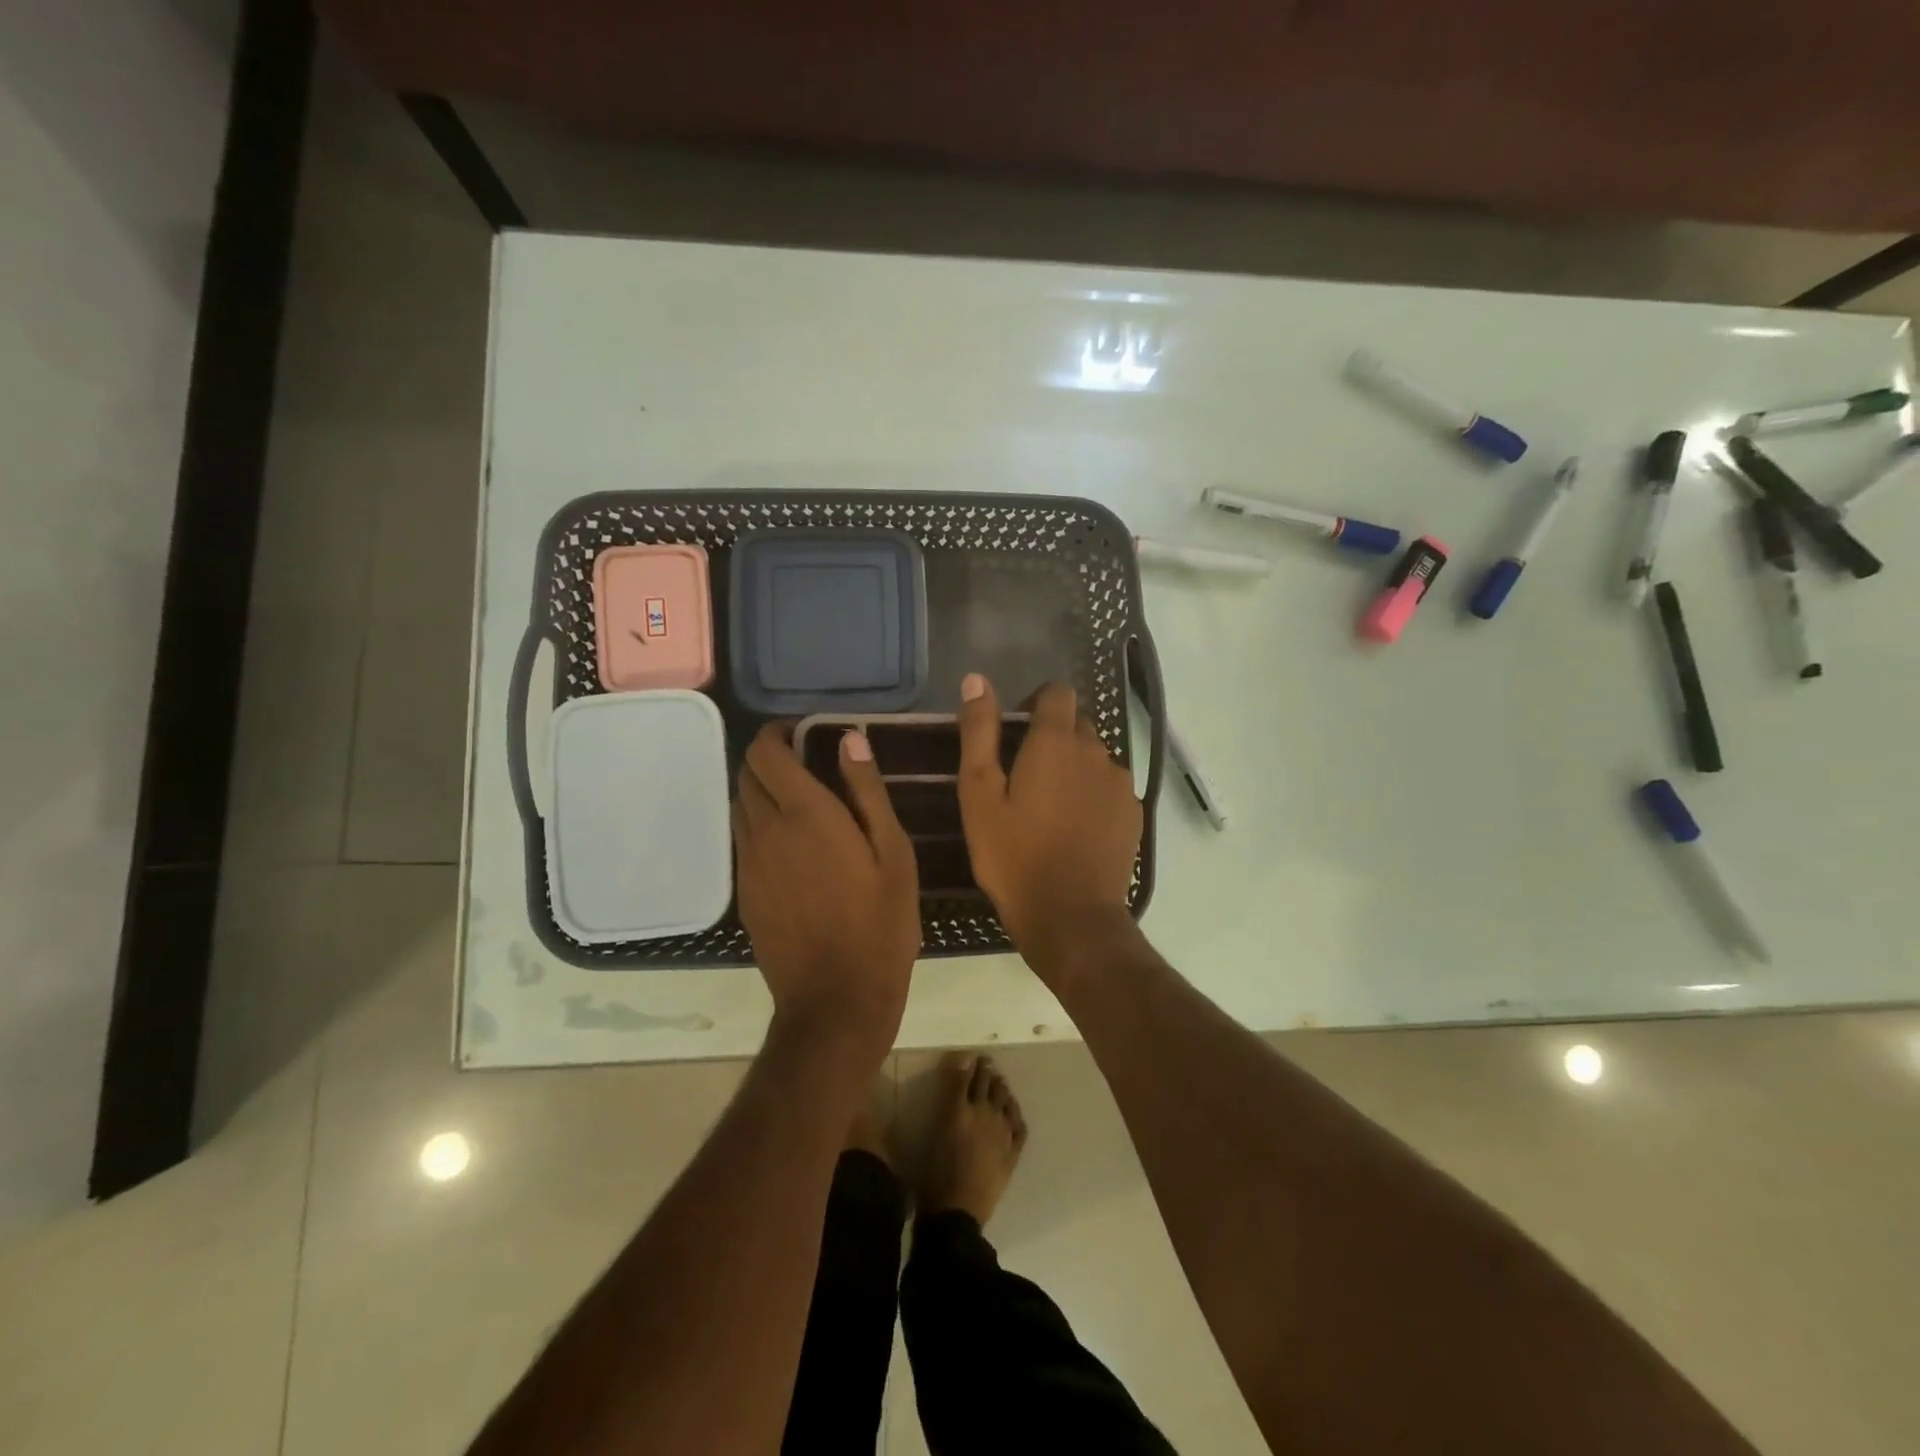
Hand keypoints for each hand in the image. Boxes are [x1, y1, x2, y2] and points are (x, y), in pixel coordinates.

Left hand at [733, 724, 920, 1056]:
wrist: (836, 998)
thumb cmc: (880, 922)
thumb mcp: (893, 852)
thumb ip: (867, 790)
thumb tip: (849, 738)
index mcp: (805, 813)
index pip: (765, 752)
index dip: (777, 733)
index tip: (803, 734)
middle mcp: (766, 829)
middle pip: (746, 774)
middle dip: (768, 759)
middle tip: (805, 765)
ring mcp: (749, 862)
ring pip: (739, 806)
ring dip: (760, 791)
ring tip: (798, 803)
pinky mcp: (743, 891)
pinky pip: (742, 840)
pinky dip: (758, 824)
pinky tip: (790, 846)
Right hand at [956, 675, 1143, 984]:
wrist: (1070, 917)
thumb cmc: (1014, 856)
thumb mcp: (979, 794)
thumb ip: (979, 732)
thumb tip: (977, 680)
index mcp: (1056, 742)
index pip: (1058, 692)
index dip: (1036, 702)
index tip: (1015, 731)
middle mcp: (1096, 751)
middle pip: (1077, 724)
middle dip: (1052, 738)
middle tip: (1023, 778)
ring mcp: (1120, 783)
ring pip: (1095, 757)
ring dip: (1074, 768)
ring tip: (1048, 808)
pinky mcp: (1133, 813)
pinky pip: (1110, 787)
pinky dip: (1092, 795)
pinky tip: (1074, 829)